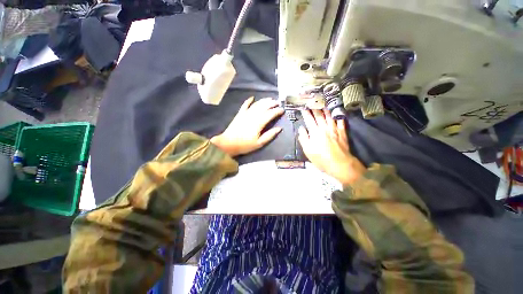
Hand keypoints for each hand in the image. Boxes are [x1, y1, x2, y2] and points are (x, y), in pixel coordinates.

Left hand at [211, 97, 283, 156]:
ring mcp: (245, 114)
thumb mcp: (259, 143)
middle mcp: (253, 116)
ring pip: (256, 104)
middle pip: (264, 107)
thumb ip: (270, 135)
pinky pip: (245, 105)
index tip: (282, 110)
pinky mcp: (239, 114)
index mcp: (258, 123)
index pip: (270, 114)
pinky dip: (249, 100)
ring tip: (270, 99)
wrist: (228, 144)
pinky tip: (252, 97)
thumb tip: (279, 128)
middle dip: (272, 103)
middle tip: (278, 102)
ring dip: (263, 101)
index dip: (277, 111)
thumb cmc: (245, 145)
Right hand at [298, 109, 365, 185]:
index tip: (302, 107)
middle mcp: (324, 128)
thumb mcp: (308, 151)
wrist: (339, 164)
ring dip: (326, 109)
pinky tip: (338, 112)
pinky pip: (341, 122)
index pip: (309, 119)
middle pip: (319, 115)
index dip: (305, 113)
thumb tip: (301, 128)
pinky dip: (339, 116)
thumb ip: (304, 138)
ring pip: (329, 116)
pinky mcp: (342, 132)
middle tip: (312, 101)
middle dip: (314, 108)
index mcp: (315, 132)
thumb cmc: (321, 158)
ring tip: (323, 103)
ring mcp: (334, 129)